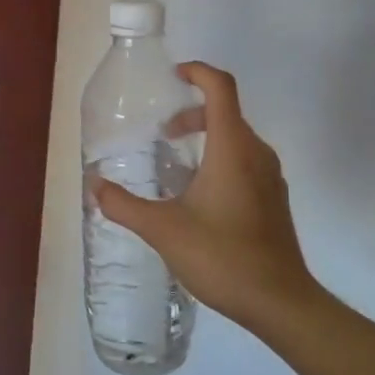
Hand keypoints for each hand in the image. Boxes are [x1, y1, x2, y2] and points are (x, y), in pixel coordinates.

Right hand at [91, 62, 318, 337]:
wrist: (280, 302)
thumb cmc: (222, 256)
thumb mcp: (163, 229)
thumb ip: (124, 205)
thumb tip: (94, 185)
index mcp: (232, 148)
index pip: (221, 87)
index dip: (197, 72)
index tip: (173, 76)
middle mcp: (256, 153)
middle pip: (226, 111)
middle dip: (192, 113)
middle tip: (163, 134)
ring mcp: (271, 177)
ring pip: (237, 138)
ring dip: (206, 137)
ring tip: (176, 165)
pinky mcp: (274, 198)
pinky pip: (246, 161)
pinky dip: (220, 159)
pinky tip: (199, 196)